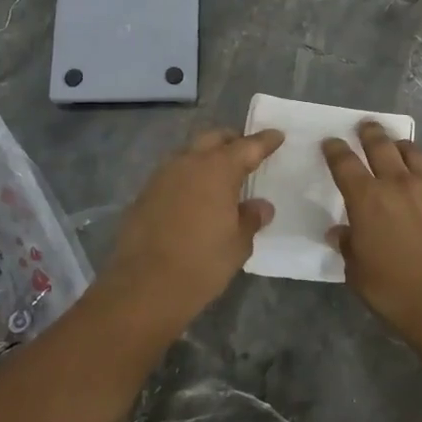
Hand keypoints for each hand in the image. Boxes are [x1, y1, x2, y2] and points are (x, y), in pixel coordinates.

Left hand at [101, 127, 284, 334]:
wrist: (144, 286)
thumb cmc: (202, 263)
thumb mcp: (238, 245)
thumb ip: (251, 218)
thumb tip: (260, 206)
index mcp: (217, 169)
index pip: (247, 146)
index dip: (265, 141)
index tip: (277, 136)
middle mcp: (188, 162)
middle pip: (214, 138)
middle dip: (232, 141)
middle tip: (247, 154)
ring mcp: (162, 175)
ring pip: (190, 153)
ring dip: (207, 157)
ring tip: (221, 176)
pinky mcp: (145, 192)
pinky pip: (173, 173)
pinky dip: (188, 176)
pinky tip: (195, 196)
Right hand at [323, 122, 421, 351]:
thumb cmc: (396, 293)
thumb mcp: (358, 274)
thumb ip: (348, 246)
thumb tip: (341, 232)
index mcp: (367, 199)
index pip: (344, 163)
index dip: (335, 150)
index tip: (331, 143)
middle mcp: (399, 183)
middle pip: (381, 145)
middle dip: (370, 133)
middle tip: (366, 127)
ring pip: (416, 153)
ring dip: (403, 148)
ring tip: (400, 148)